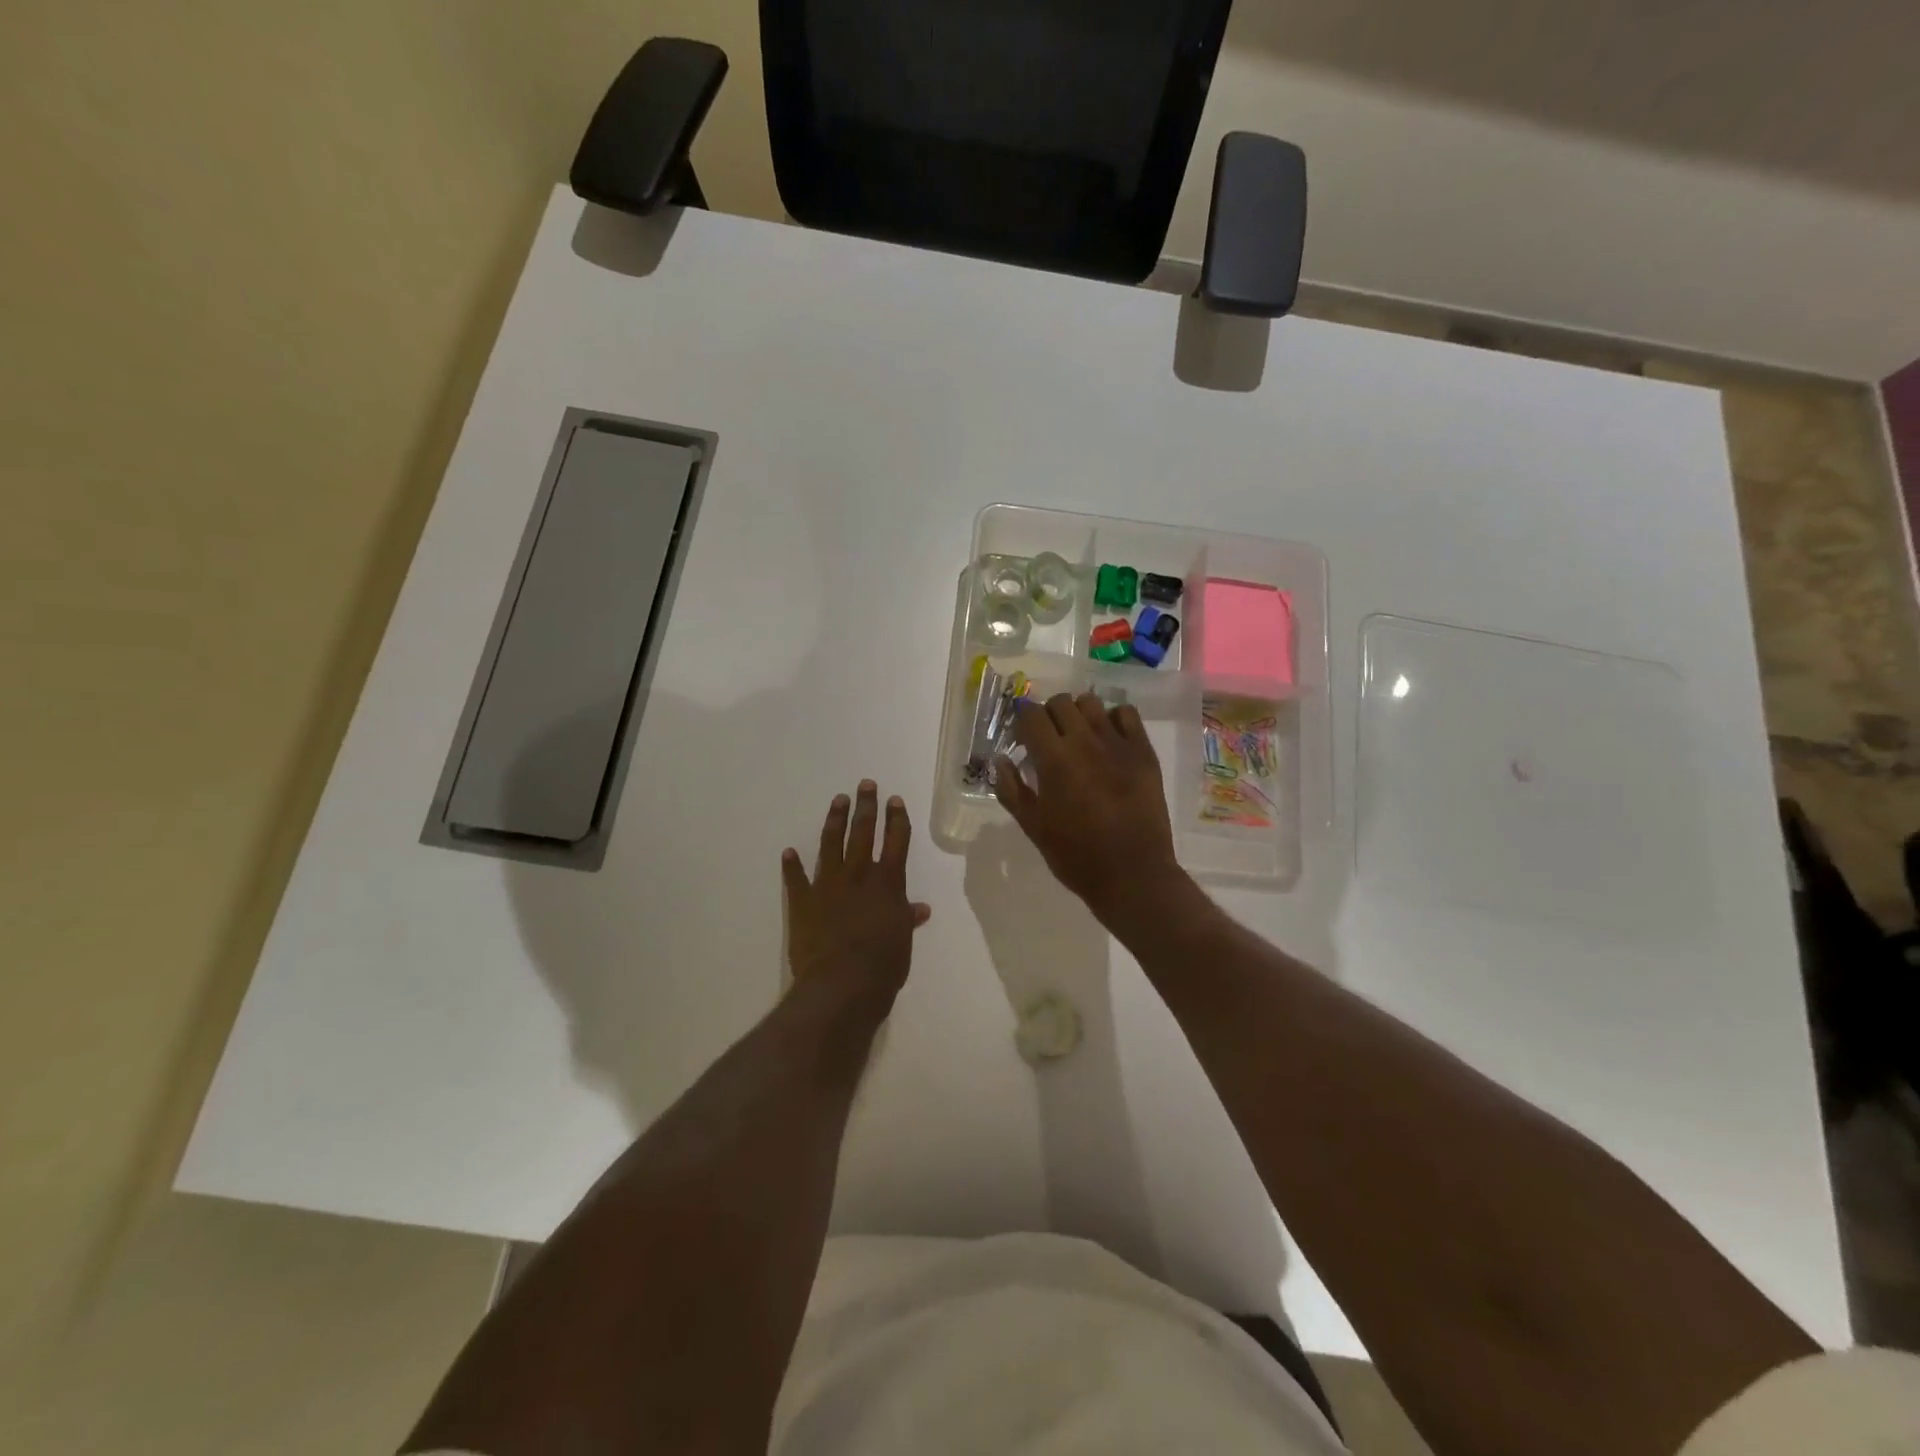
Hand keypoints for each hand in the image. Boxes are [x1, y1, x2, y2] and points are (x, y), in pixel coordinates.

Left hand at [782, 781, 931, 1012]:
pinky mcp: (803, 902)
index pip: (896, 843)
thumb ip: (906, 920)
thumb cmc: (882, 966)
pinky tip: (789, 851)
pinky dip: (792, 865)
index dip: (897, 820)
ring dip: (835, 821)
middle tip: (866, 784)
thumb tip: (920, 908)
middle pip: (864, 833)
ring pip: (832, 844)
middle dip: (866, 807)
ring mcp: (828, 886)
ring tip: (838, 800)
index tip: (895, 800)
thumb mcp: (903, 942)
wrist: (841, 985)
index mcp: (887, 884)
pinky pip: (796, 879)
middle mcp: (858, 876)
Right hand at [993, 693, 1179, 923]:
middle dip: (1048, 715)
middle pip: (1060, 702)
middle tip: (1050, 740)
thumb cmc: (1076, 856)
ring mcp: (1117, 743)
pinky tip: (1109, 740)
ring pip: (1091, 703)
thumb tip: (1001, 760)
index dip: (1022, 722)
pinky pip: (1126, 714)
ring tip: (1079, 737)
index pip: (1030, 715)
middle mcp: (1084, 741)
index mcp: (1053, 760)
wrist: (1132, 875)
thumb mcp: (1033, 827)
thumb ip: (1012, 789)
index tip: (1023, 739)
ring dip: (1079, 714)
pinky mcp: (1143, 751)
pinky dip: (1112, 719)